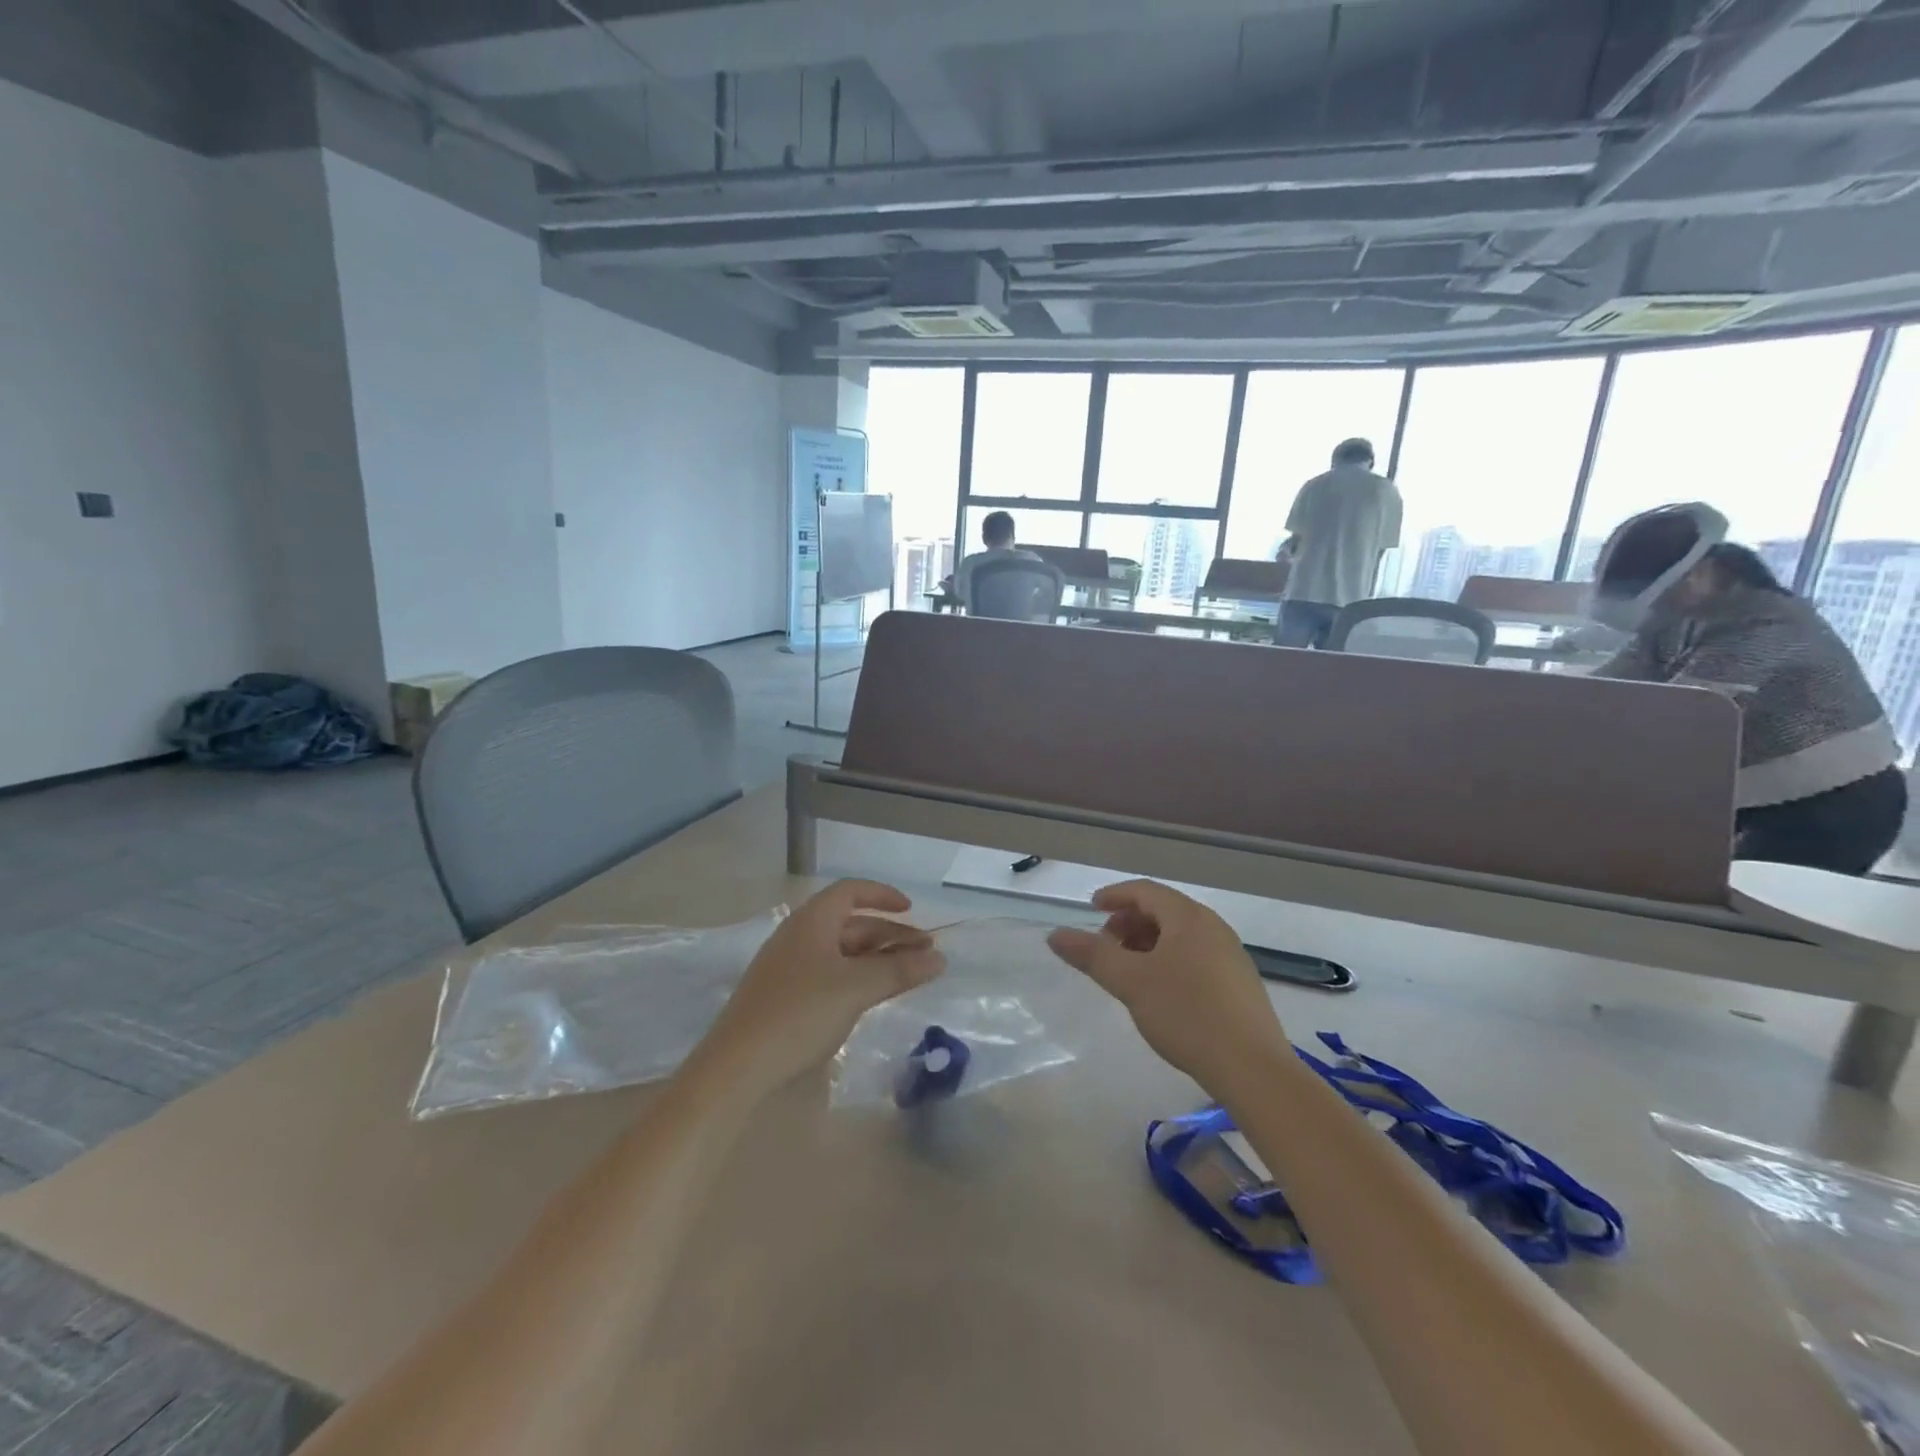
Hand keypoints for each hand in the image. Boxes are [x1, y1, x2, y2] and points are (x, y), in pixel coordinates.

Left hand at [690, 880, 944, 1096]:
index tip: (912, 911)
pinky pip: (829, 974)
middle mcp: (799, 936)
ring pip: (841, 952)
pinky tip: (872, 997)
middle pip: (851, 923)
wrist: (736, 1067)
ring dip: (876, 958)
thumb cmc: (800, 1014)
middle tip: (925, 954)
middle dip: (889, 934)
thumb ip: (899, 970)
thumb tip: (940, 959)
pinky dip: (857, 977)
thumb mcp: (856, 988)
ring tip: (908, 976)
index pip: (851, 891)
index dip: (883, 895)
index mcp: (812, 921)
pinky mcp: (784, 997)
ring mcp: (788, 967)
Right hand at [1047, 881, 1288, 1093]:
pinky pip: (1195, 957)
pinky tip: (1159, 992)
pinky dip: (1169, 961)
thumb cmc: (1186, 1014)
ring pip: (1180, 936)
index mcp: (1189, 918)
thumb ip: (1092, 955)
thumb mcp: (1131, 983)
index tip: (1091, 909)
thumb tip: (1055, 934)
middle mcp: (1213, 927)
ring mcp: (1231, 955)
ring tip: (1128, 972)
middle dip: (1129, 923)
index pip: (1145, 891)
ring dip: (1147, 944)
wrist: (1252, 1069)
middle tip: (1105, 948)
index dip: (1114, 896)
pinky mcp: (1239, 984)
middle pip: (1163, 911)